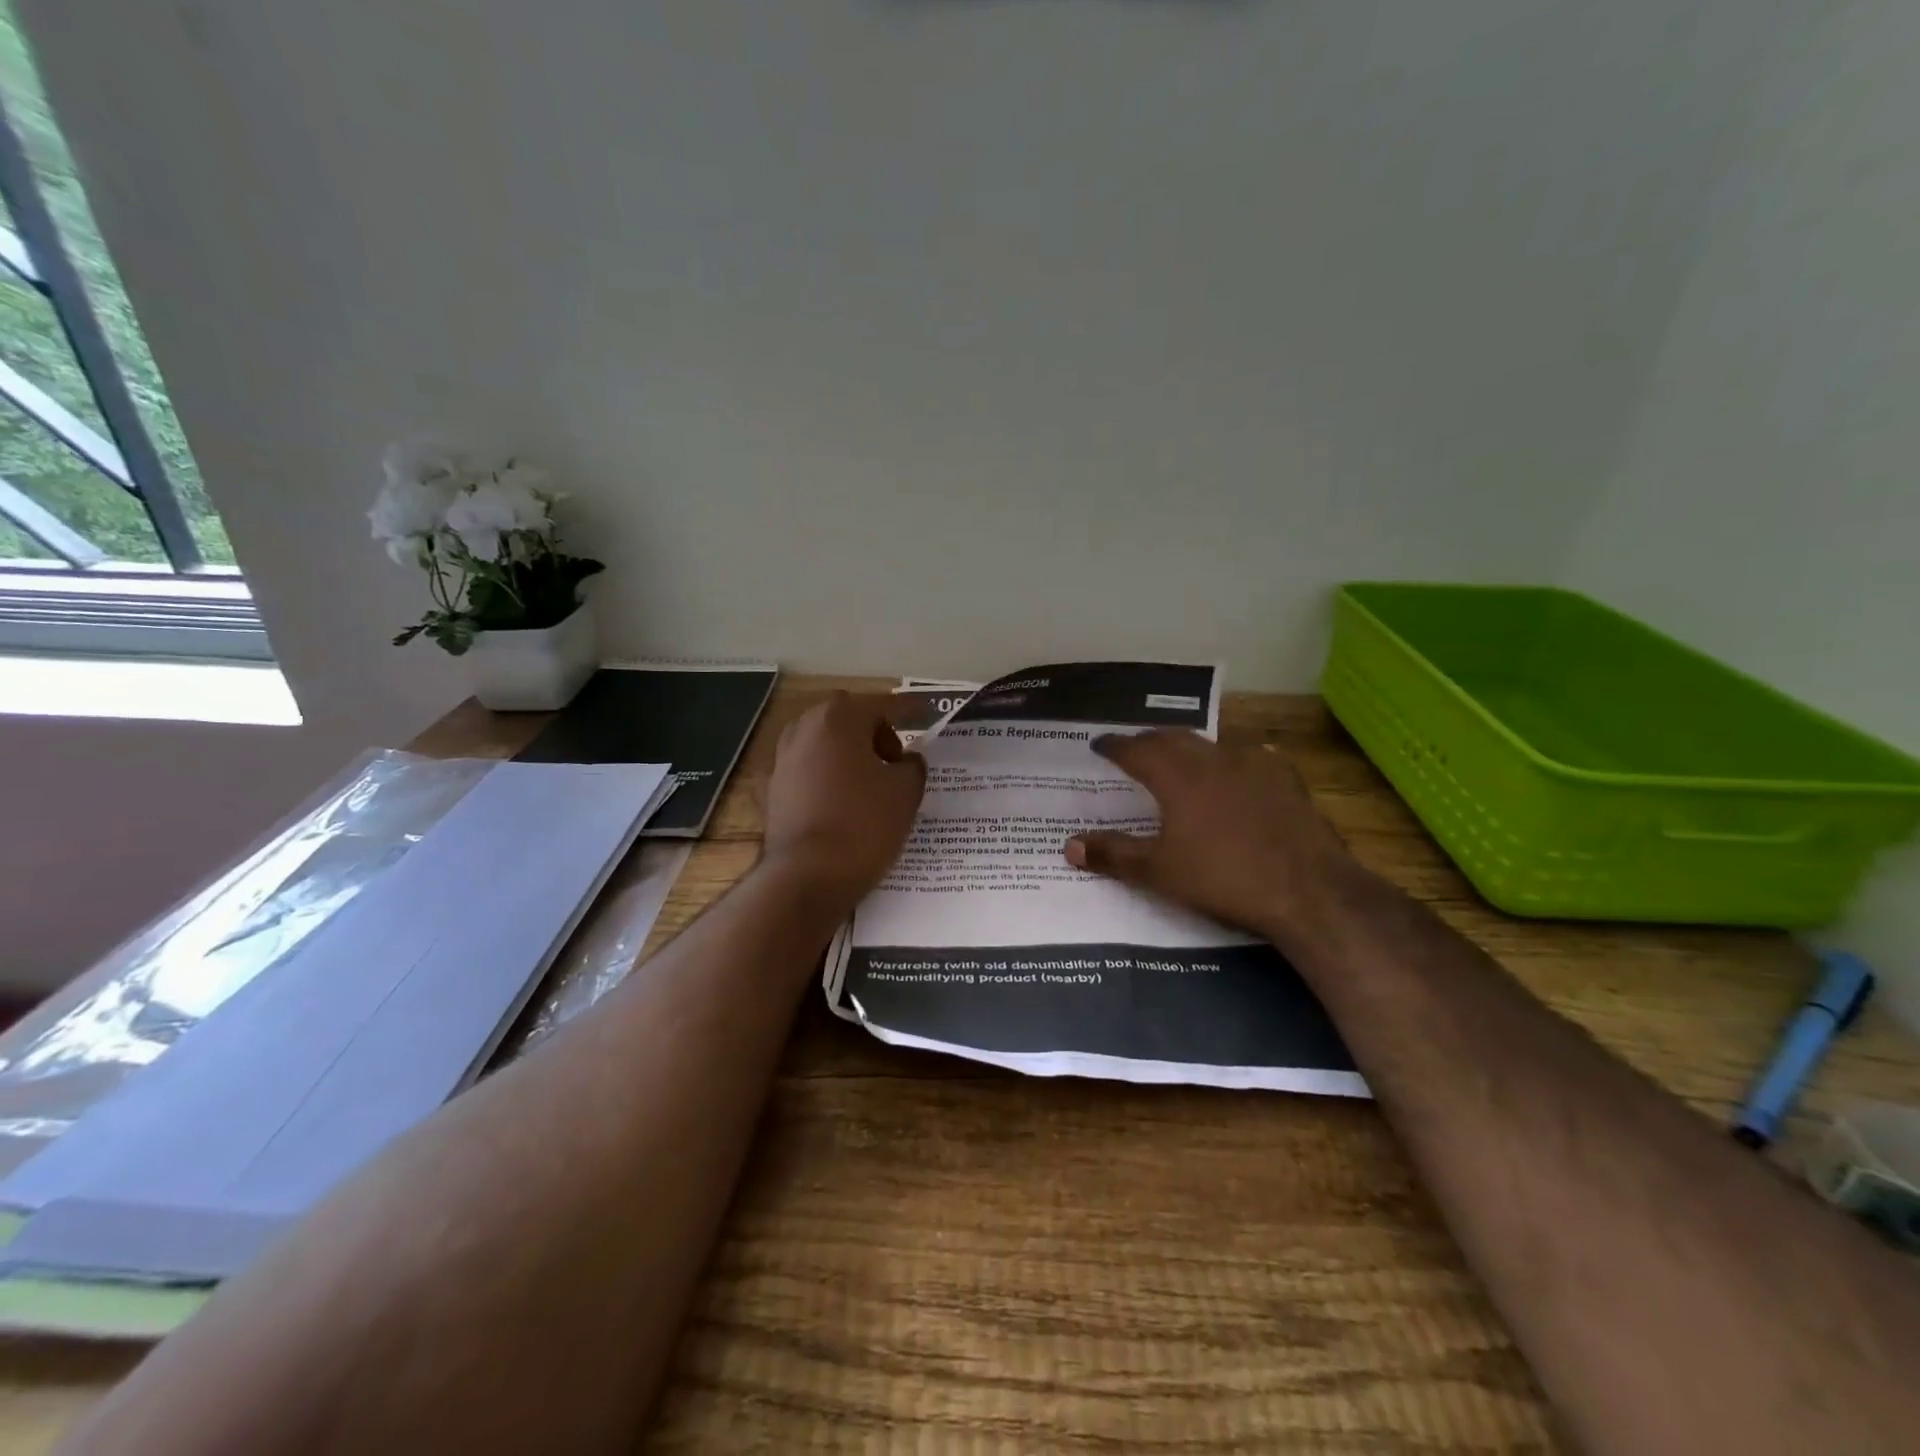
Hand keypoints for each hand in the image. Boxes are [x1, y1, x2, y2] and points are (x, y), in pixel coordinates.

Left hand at [762, 692, 926, 911]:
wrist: (807, 877)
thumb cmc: (863, 825)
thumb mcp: (906, 792)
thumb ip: (912, 766)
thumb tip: (906, 760)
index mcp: (839, 719)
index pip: (882, 705)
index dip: (909, 710)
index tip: (927, 714)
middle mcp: (804, 729)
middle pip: (846, 717)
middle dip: (872, 730)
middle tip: (894, 758)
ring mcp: (781, 759)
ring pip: (821, 742)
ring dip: (844, 751)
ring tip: (866, 779)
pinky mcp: (771, 791)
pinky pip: (804, 772)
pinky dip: (821, 776)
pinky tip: (835, 798)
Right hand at [1064, 731, 1359, 937]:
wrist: (1307, 889)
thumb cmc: (1223, 878)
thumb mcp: (1159, 872)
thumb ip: (1113, 855)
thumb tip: (1069, 846)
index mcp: (1177, 776)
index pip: (1135, 750)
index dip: (1114, 746)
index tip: (1099, 744)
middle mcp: (1212, 759)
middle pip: (1172, 738)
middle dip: (1148, 740)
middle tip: (1134, 748)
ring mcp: (1254, 765)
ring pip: (1211, 744)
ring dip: (1189, 747)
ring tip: (1179, 757)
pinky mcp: (1285, 779)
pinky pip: (1250, 757)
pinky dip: (1231, 760)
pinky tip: (1237, 771)